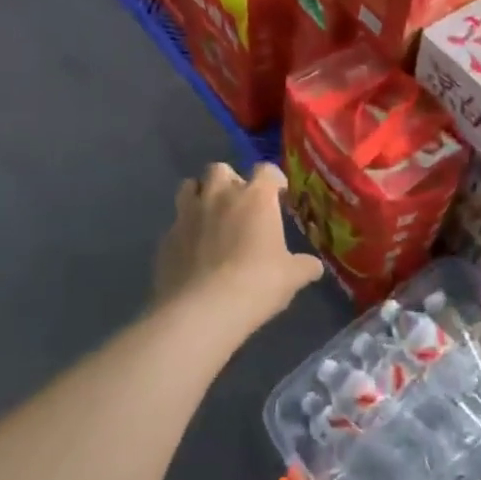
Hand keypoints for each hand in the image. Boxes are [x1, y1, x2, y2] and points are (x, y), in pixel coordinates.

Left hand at [154, 162, 322, 329]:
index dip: (273, 179)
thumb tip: (314, 267)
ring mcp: (188, 214)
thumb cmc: (257, 283)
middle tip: (240, 204)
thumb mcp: (292, 277)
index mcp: (255, 198)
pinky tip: (192, 250)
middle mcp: (219, 195)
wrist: (203, 310)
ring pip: (189, 186)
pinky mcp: (166, 237)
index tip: (279, 194)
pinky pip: (175, 223)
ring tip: (210, 216)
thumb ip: (304, 266)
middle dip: (230, 180)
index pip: (266, 170)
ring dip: (200, 195)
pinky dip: (185, 230)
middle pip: (221, 168)